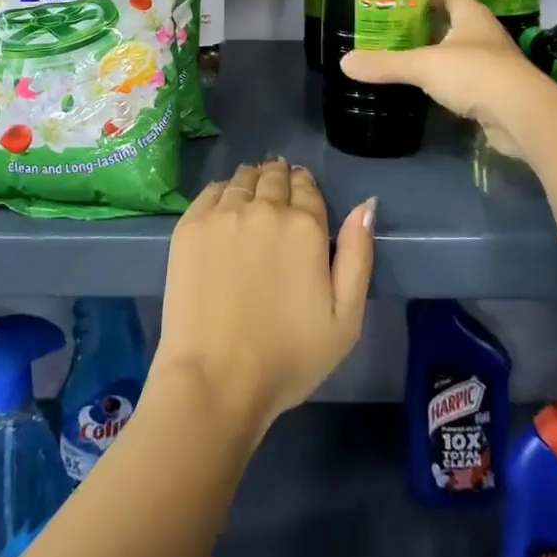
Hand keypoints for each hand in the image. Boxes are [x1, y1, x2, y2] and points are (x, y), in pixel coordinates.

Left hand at [154, 160, 373, 439]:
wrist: (215, 379)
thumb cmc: (288, 357)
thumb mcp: (345, 319)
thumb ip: (358, 255)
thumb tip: (366, 204)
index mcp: (305, 226)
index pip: (307, 186)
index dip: (306, 187)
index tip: (303, 195)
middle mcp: (264, 208)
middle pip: (275, 176)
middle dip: (280, 179)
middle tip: (278, 191)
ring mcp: (223, 213)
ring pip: (243, 178)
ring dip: (253, 181)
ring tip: (253, 193)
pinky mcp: (190, 225)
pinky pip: (212, 190)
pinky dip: (224, 191)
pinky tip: (225, 206)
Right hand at [339, 0, 554, 155]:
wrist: (522, 116)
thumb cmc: (474, 73)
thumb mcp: (422, 65)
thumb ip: (384, 64)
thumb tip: (344, 63)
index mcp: (471, 16)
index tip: (402, 2)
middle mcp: (485, 35)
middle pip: (453, 24)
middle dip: (427, 28)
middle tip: (394, 34)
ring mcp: (494, 65)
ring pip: (460, 54)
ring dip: (438, 58)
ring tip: (406, 62)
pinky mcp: (496, 94)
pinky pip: (466, 82)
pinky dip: (448, 85)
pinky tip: (428, 93)